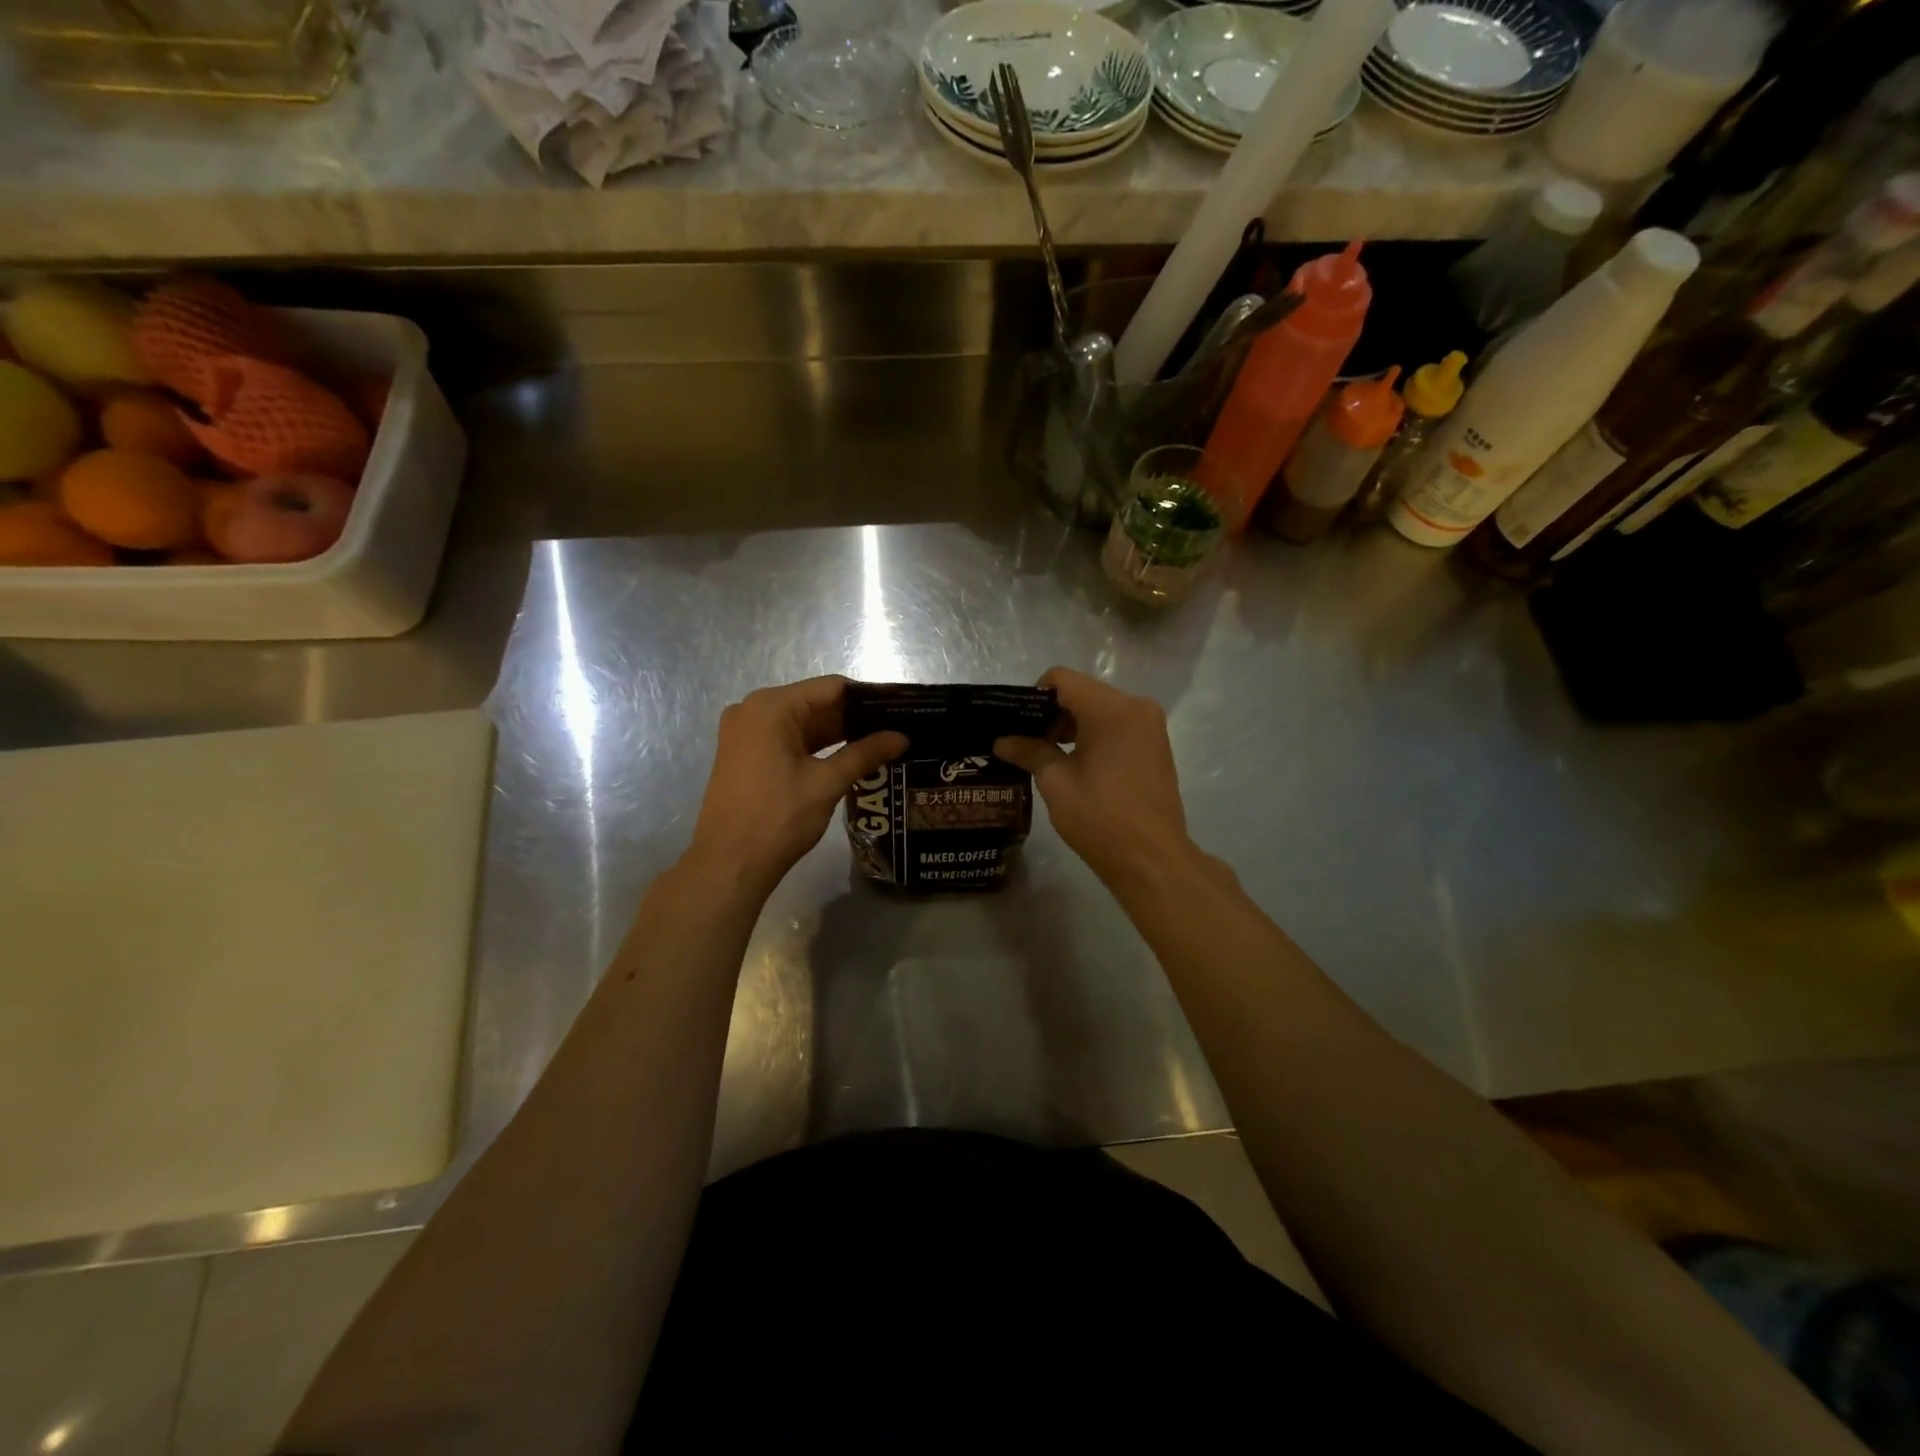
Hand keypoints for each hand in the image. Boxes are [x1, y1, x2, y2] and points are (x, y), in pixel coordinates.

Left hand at [688, 676, 907, 898]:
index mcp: (771, 707)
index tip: (900, 708)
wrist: (729, 864)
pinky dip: (815, 747)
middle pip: (815, 703)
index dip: (868, 697)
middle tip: (895, 728)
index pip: (831, 688)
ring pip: (802, 723)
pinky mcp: (744, 755)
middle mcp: (753, 710)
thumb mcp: (827, 783)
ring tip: (881, 742)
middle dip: (854, 717)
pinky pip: (787, 739)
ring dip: (837, 733)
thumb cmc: (778, 817)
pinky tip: (848, 756)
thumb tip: (902, 737)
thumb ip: (865, 753)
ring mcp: (745, 733)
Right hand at [994, 667, 1192, 885]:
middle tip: (1026, 744)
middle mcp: (1136, 706)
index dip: (1033, 697)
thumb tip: (1002, 741)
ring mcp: (1150, 726)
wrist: (1152, 860)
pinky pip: (1117, 725)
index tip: (1017, 725)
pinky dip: (1093, 735)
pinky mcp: (1156, 745)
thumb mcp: (1056, 782)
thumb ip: (1029, 752)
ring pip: (1099, 709)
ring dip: (1072, 725)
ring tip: (1047, 756)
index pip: (1061, 679)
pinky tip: (1076, 764)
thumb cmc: (1100, 817)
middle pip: (1082, 692)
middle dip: (1051, 713)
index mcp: (1111, 708)